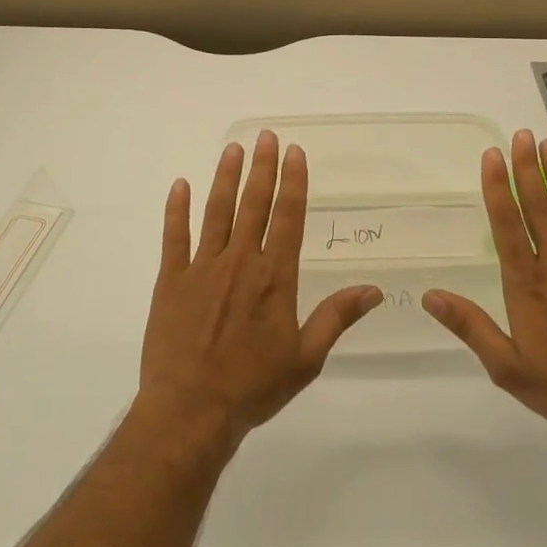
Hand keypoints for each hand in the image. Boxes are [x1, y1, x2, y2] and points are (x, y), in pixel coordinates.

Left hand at [137, 131, 381, 455]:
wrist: (191, 411)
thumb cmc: (253, 386)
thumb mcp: (306, 358)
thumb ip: (337, 317)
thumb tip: (375, 290)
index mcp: (274, 277)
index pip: (287, 217)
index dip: (293, 182)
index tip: (295, 152)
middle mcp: (240, 262)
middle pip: (253, 204)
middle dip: (262, 167)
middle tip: (266, 136)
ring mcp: (202, 267)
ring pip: (216, 211)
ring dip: (225, 177)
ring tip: (233, 148)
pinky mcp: (172, 280)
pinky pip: (174, 236)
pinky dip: (177, 209)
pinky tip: (180, 185)